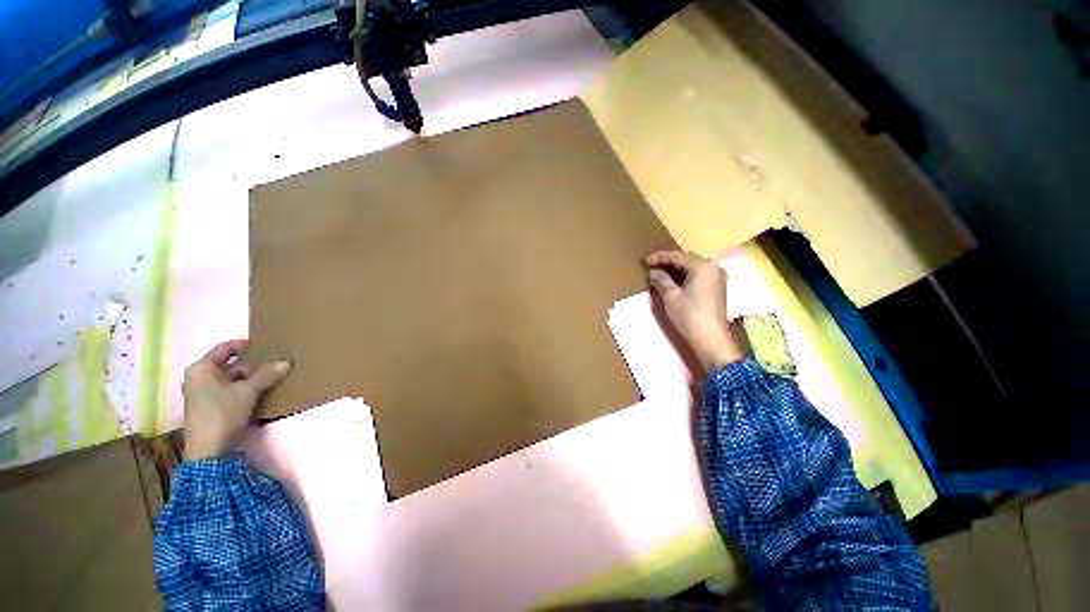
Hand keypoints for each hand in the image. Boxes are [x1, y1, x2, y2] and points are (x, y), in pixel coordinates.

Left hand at [182, 340, 290, 459]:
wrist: (209, 451)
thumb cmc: (222, 413)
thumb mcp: (248, 391)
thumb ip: (267, 375)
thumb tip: (285, 362)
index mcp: (202, 369)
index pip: (226, 348)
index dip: (246, 345)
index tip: (267, 346)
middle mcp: (199, 378)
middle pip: (230, 364)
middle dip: (253, 364)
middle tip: (276, 363)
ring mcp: (204, 394)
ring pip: (233, 379)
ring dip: (252, 378)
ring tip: (274, 377)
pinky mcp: (211, 407)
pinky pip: (231, 391)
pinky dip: (247, 389)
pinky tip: (263, 392)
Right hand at [644, 251, 742, 370]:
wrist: (710, 339)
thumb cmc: (689, 315)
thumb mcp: (670, 296)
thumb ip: (660, 279)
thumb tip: (653, 272)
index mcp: (702, 266)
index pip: (677, 256)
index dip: (658, 257)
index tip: (644, 261)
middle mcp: (713, 267)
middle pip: (686, 260)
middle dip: (667, 262)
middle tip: (650, 266)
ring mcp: (717, 277)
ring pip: (691, 268)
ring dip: (675, 269)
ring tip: (658, 273)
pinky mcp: (716, 288)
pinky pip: (697, 275)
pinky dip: (683, 276)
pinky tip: (672, 281)